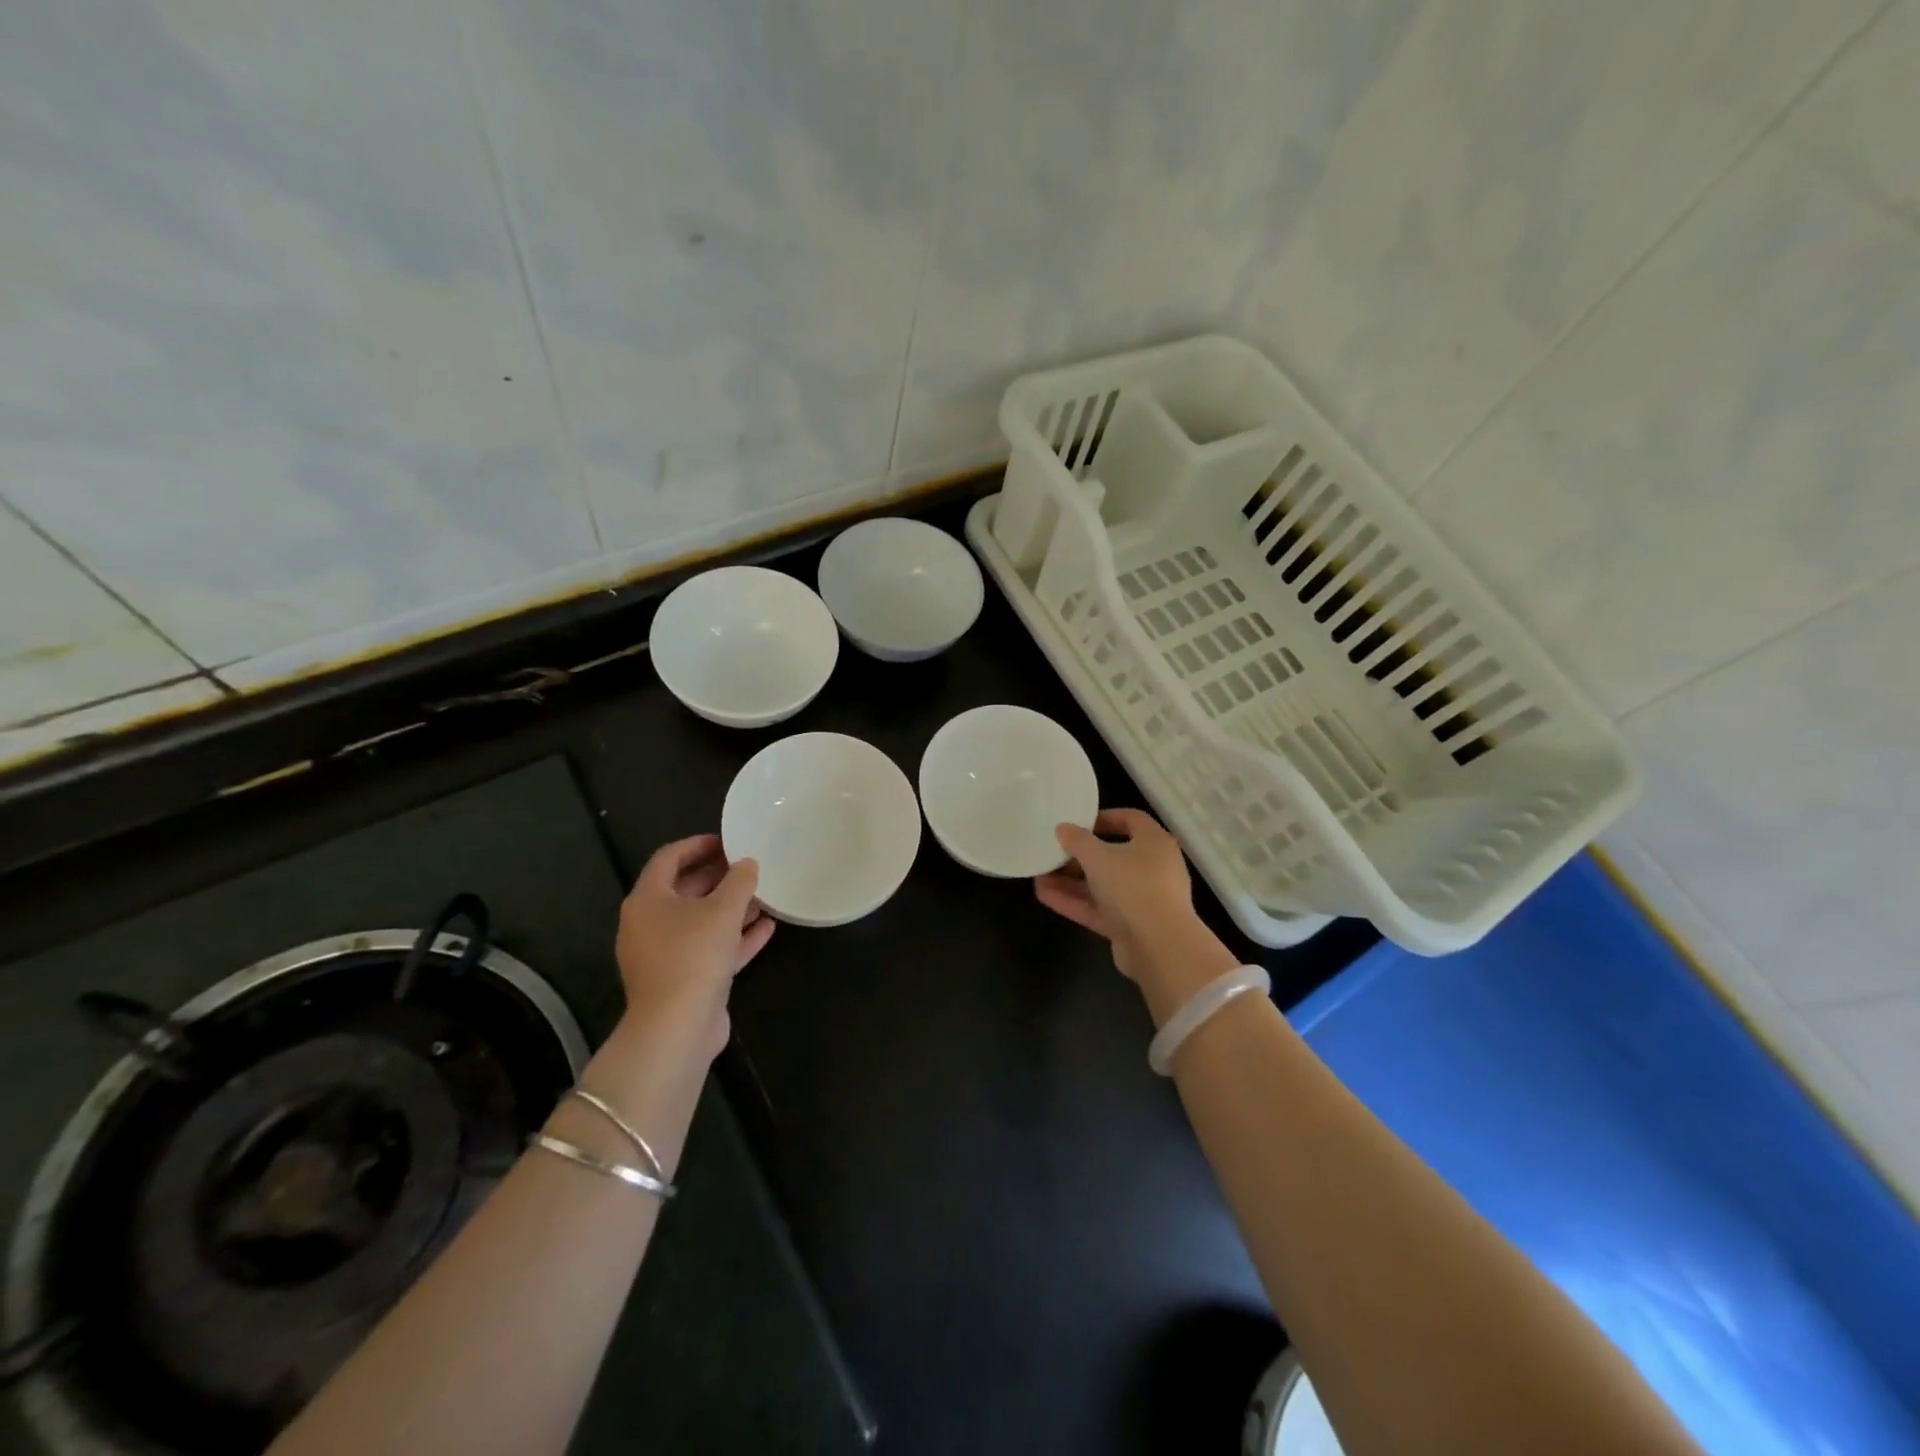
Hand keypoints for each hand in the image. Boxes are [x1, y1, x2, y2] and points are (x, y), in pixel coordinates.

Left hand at [615, 834, 772, 1059]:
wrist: (677, 1028)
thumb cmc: (693, 955)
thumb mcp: (723, 910)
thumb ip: (739, 881)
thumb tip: (747, 863)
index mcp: (647, 900)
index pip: (668, 858)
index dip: (697, 845)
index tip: (727, 840)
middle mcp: (650, 924)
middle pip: (683, 889)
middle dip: (717, 876)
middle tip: (748, 864)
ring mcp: (665, 954)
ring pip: (700, 921)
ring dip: (730, 907)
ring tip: (763, 893)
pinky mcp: (684, 980)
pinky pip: (711, 948)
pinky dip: (735, 937)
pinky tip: (767, 927)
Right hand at [1034, 809, 1235, 1018]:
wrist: (1159, 946)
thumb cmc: (1132, 886)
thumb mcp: (1098, 856)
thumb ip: (1077, 840)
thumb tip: (1063, 828)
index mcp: (1154, 843)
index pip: (1131, 820)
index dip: (1104, 818)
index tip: (1077, 822)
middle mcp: (1153, 868)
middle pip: (1113, 855)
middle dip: (1079, 855)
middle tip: (1053, 852)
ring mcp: (1143, 899)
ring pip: (1103, 884)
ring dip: (1071, 881)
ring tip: (1039, 875)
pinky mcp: (1131, 925)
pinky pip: (1099, 908)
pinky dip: (1074, 901)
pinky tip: (1044, 895)